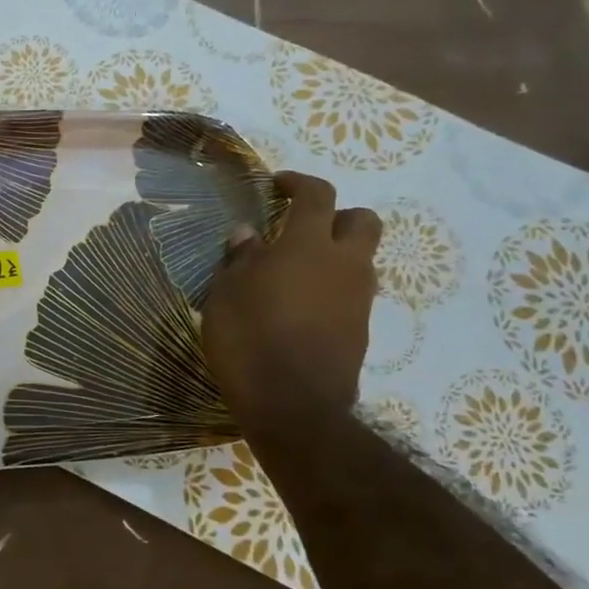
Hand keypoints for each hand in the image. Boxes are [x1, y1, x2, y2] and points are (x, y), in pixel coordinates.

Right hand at [202, 170, 380, 431]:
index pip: (317, 195)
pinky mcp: (361, 331)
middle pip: (361, 221)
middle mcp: (345, 264)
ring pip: (361, 259)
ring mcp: (359, 299)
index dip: (299, 183)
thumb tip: (247, 233)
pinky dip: (333, 289)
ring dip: (336, 255)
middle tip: (302, 228)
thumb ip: (240, 258)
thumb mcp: (226, 292)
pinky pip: (353, 294)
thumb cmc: (249, 337)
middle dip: (336, 216)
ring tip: (296, 272)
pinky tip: (301, 307)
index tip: (278, 185)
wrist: (293, 405)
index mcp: (309, 245)